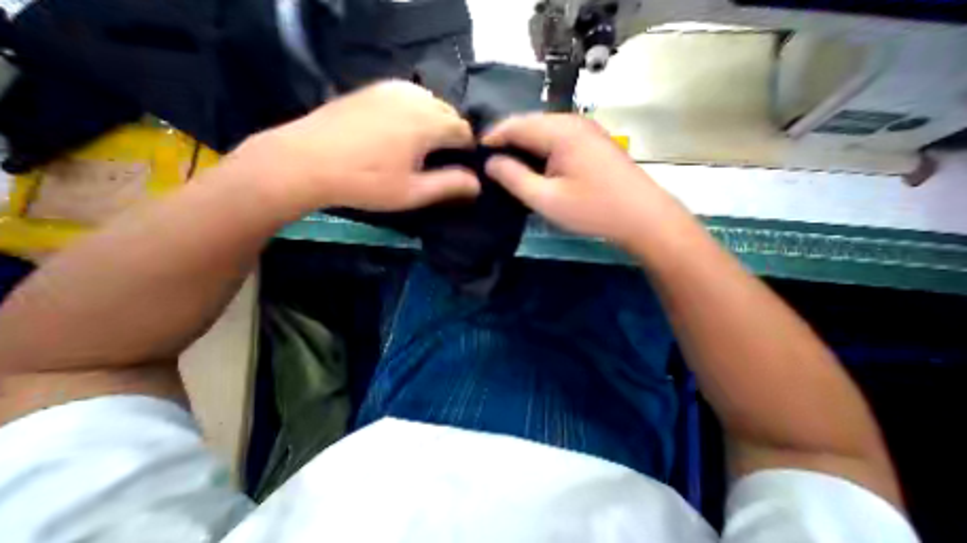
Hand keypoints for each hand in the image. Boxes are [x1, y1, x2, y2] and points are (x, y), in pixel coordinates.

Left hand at [239, 80, 479, 216]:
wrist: (306, 160)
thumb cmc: (366, 182)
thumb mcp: (413, 192)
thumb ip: (449, 185)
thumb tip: (477, 182)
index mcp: (427, 122)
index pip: (464, 130)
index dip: (468, 150)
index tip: (461, 168)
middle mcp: (414, 97)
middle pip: (449, 114)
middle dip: (452, 136)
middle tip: (441, 161)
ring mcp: (392, 88)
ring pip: (430, 103)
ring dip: (435, 123)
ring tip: (423, 148)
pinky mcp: (374, 88)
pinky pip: (410, 97)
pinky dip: (416, 113)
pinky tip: (403, 132)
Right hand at [483, 115, 678, 245]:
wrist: (642, 217)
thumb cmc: (592, 210)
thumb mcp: (546, 199)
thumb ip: (514, 178)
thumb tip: (491, 162)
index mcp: (560, 131)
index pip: (515, 125)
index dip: (492, 138)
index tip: (475, 155)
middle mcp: (573, 122)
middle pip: (529, 124)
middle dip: (506, 141)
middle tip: (489, 164)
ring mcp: (585, 130)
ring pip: (543, 131)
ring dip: (523, 147)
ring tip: (507, 167)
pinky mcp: (592, 142)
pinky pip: (556, 140)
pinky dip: (539, 151)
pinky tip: (533, 167)